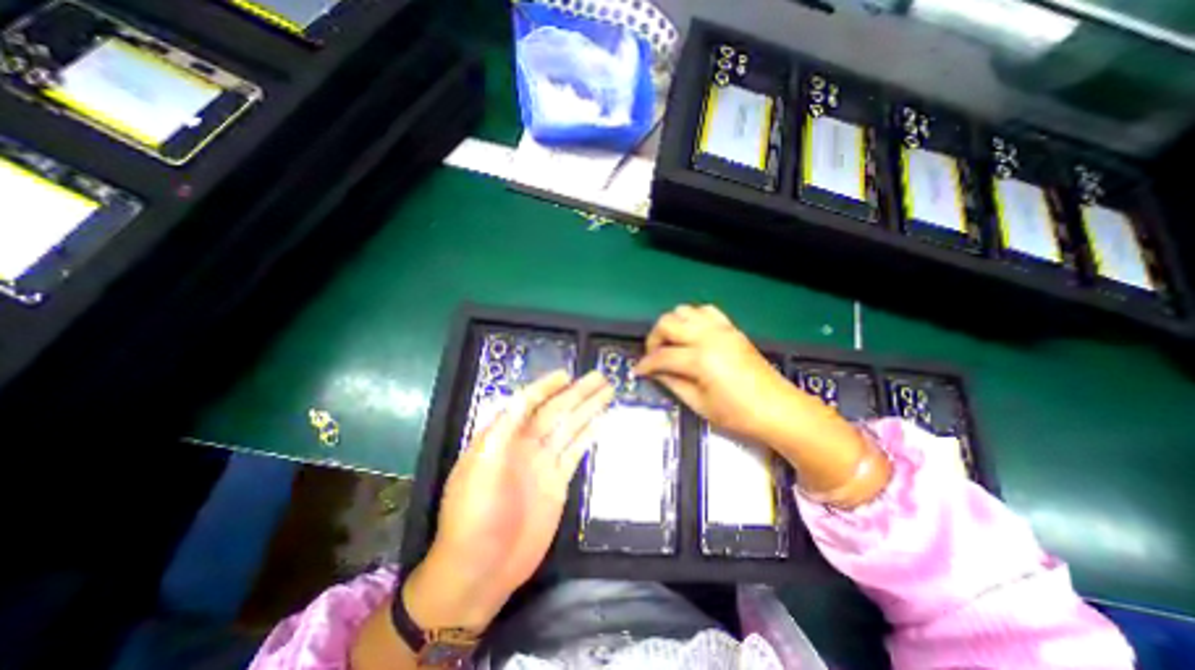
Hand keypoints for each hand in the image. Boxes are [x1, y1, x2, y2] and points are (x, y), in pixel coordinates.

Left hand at [404, 371, 610, 632]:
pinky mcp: (558, 482)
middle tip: (599, 377)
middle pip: (556, 411)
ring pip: (570, 428)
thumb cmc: (474, 515)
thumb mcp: (481, 467)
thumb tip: (521, 397)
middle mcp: (525, 445)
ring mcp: (544, 463)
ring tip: (606, 392)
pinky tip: (600, 422)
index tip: (566, 374)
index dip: (546, 387)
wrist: (481, 569)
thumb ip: (503, 430)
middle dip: (577, 393)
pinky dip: (588, 436)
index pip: (528, 403)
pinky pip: (575, 452)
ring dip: (587, 409)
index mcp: (503, 437)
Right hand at [629, 307, 796, 442]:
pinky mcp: (731, 328)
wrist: (777, 408)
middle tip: (654, 357)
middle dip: (654, 339)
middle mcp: (708, 336)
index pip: (662, 355)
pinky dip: (692, 318)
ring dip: (672, 325)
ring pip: (684, 310)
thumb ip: (673, 383)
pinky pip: (705, 311)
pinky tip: (692, 334)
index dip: (646, 364)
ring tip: (671, 344)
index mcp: (700, 358)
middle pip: (667, 323)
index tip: (637, 371)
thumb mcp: (699, 404)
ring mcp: (721, 329)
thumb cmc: (737, 413)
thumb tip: (654, 372)